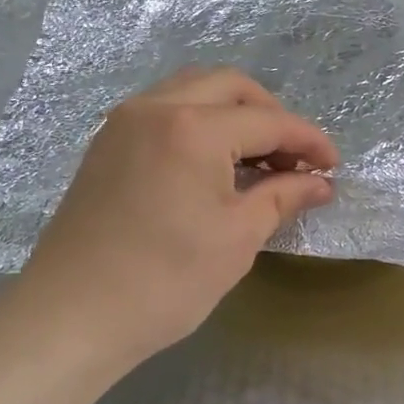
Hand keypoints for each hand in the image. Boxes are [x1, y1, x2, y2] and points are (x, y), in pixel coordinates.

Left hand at [13, 67, 338, 368]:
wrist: (70, 317)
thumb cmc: (164, 282)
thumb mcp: (237, 239)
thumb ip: (283, 197)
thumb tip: (320, 182)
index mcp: (192, 127)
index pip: (267, 120)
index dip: (308, 140)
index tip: (334, 165)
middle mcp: (155, 106)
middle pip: (230, 86)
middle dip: (271, 114)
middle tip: (294, 157)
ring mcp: (124, 121)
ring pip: (193, 90)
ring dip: (233, 113)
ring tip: (257, 159)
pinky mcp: (106, 142)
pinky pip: (164, 109)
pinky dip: (199, 121)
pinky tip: (213, 163)